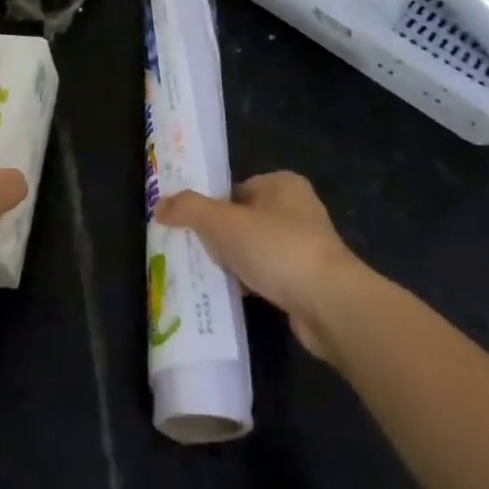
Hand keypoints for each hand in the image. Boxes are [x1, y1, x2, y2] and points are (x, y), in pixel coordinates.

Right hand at [154, 171, 361, 360]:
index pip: (236, 189)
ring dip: (237, 263)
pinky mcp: (311, 281)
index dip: (212, 207)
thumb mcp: (223, 222)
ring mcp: (308, 246)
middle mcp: (299, 209)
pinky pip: (271, 275)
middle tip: (197, 253)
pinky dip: (254, 284)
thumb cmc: (276, 248)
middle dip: (222, 238)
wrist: (329, 304)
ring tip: (212, 276)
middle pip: (245, 219)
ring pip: (257, 249)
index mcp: (283, 184)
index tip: (191, 228)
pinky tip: (237, 296)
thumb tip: (158, 205)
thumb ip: (189, 209)